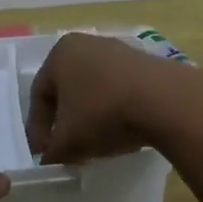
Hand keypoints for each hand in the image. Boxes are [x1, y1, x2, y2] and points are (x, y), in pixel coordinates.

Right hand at [25, 33, 184, 163]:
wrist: (164, 99)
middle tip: (66, 148)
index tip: (44, 154)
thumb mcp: (69, 141)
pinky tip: (120, 129)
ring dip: (90, 116)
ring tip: (94, 143)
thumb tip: (49, 158)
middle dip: (64, 122)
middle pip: (67, 90)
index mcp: (60, 53)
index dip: (38, 129)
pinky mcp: (144, 62)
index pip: (39, 95)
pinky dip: (113, 109)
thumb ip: (52, 152)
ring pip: (93, 89)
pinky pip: (118, 88)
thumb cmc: (103, 113)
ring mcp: (118, 50)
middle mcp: (86, 44)